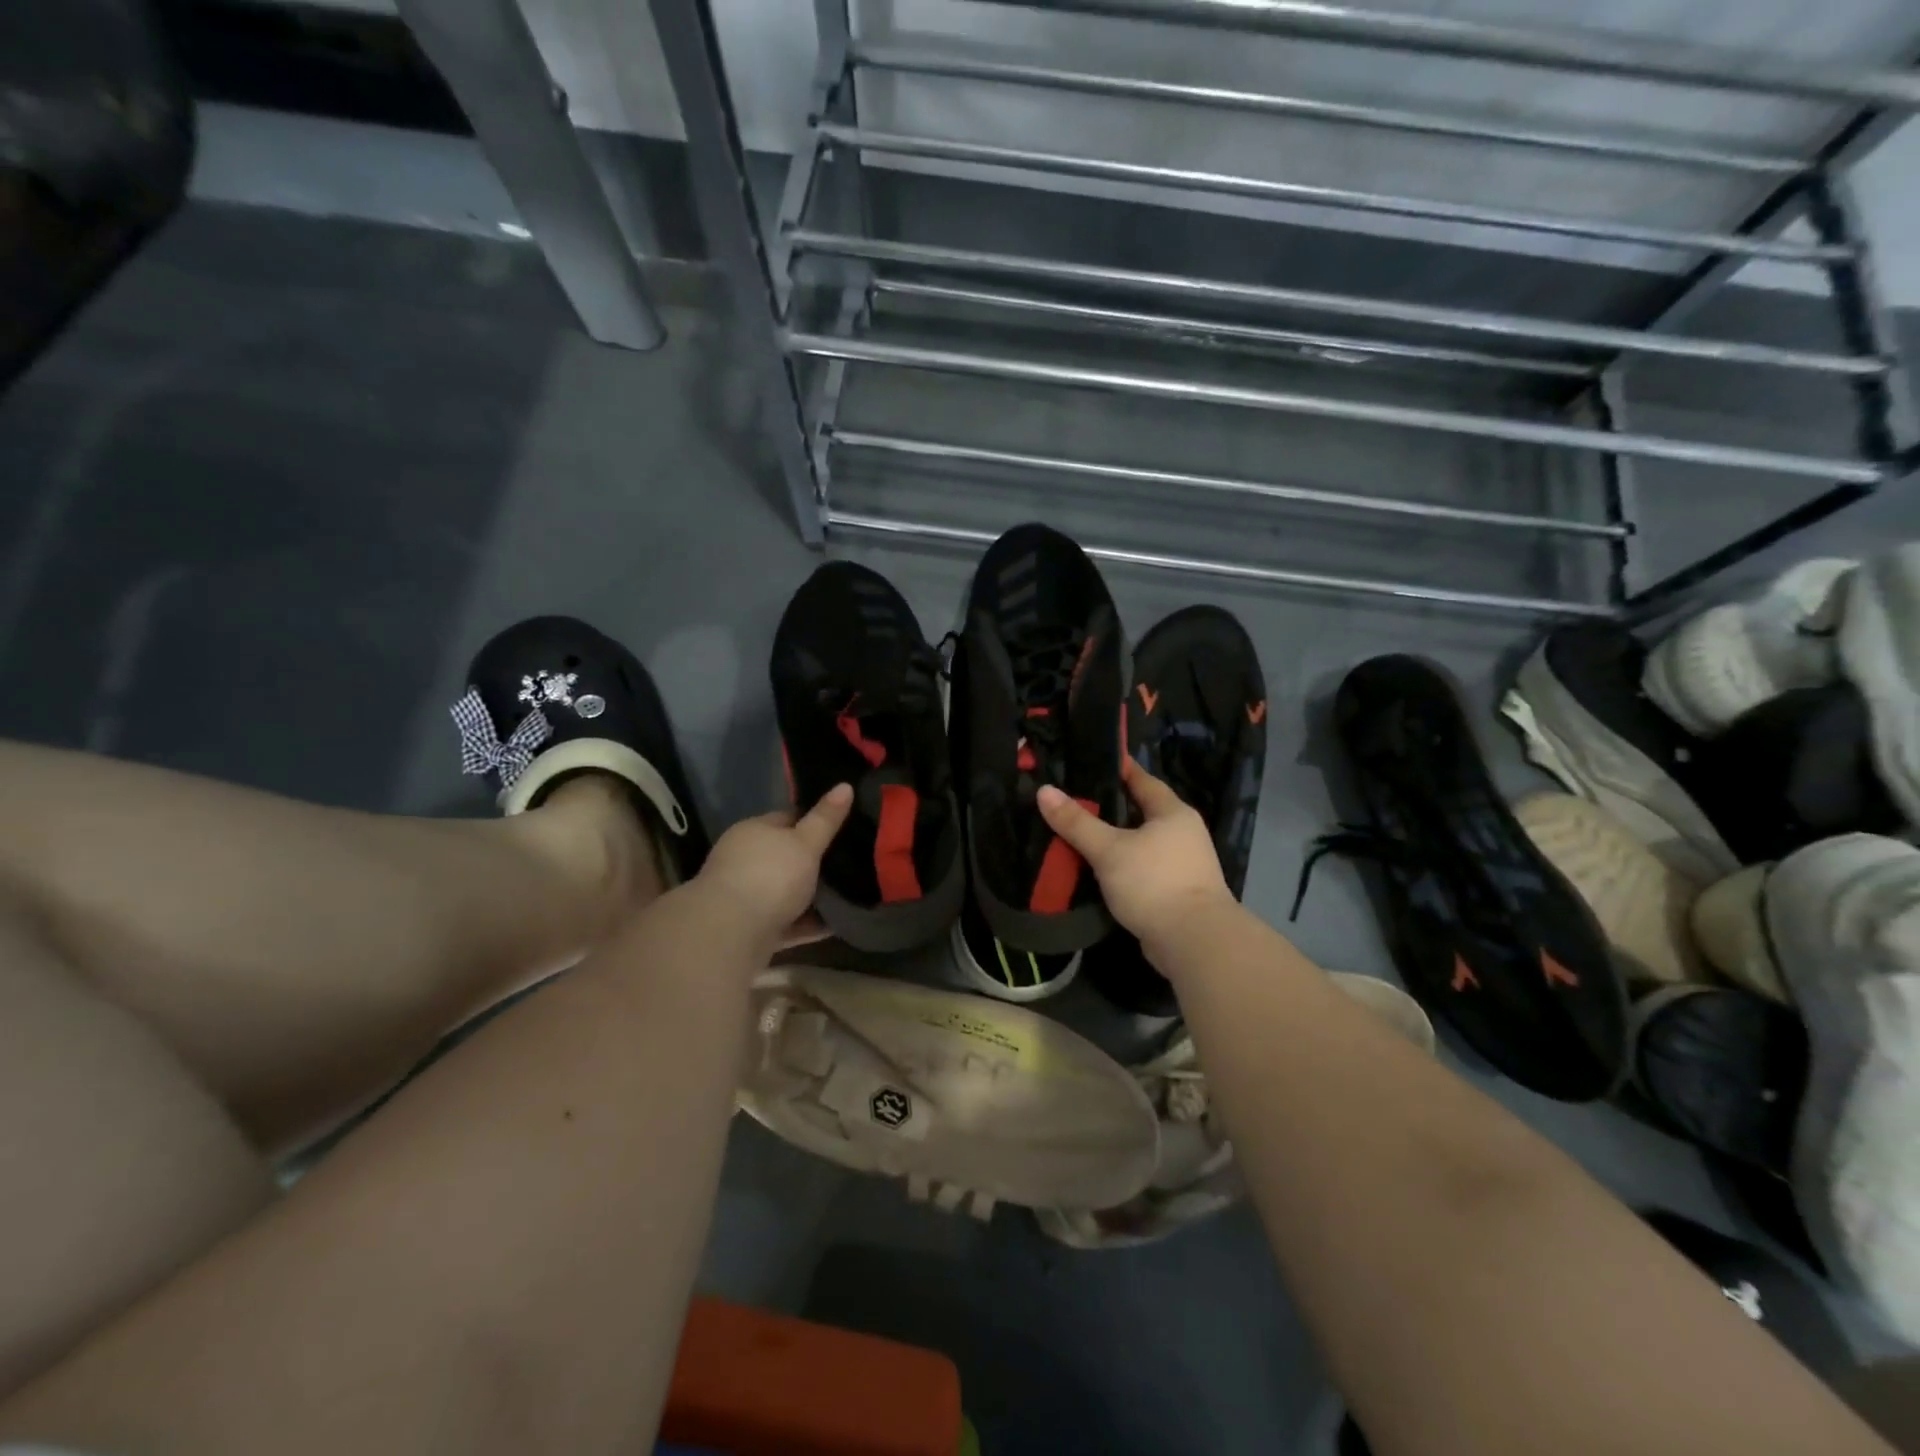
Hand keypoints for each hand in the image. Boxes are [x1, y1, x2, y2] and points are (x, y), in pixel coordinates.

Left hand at [695, 784, 852, 952]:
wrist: (729, 933)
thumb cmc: (770, 876)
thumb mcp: (805, 843)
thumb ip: (826, 819)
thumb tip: (845, 785)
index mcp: (753, 831)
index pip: (787, 818)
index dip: (814, 821)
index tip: (844, 827)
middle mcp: (744, 860)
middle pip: (786, 857)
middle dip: (814, 862)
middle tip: (850, 862)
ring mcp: (745, 896)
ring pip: (785, 891)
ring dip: (811, 896)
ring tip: (848, 894)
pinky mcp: (751, 929)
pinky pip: (786, 922)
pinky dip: (807, 924)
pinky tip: (835, 924)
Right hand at [1037, 759, 1235, 959]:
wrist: (1194, 943)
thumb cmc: (1154, 883)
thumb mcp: (1109, 849)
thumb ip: (1077, 822)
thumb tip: (1044, 791)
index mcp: (1173, 813)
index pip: (1142, 780)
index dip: (1118, 769)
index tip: (1089, 762)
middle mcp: (1182, 833)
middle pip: (1141, 811)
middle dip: (1110, 807)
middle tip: (1073, 801)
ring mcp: (1182, 864)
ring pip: (1140, 842)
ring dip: (1114, 840)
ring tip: (1077, 834)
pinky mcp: (1175, 892)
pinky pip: (1142, 869)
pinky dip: (1121, 866)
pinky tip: (1096, 870)